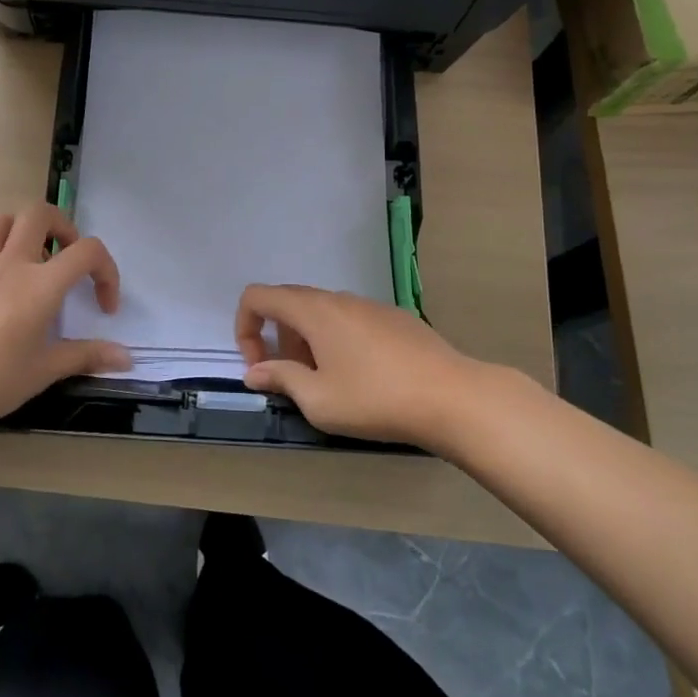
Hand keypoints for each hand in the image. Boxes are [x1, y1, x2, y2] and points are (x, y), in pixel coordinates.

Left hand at [0, 204, 128, 435]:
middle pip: (40, 213)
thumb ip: (87, 356)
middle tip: (68, 259)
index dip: (106, 272)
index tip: (103, 306)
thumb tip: (127, 359)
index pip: (87, 252)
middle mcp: (11, 264)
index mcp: (40, 285)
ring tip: (32, 257)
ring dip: (22, 228)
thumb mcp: (44, 371)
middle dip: (63, 227)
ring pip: (0, 219)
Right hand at [236, 285, 492, 448]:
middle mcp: (338, 298)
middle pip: (289, 303)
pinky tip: (363, 377)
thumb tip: (255, 371)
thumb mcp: (319, 400)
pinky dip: (337, 340)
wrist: (453, 397)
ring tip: (327, 383)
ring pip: (322, 313)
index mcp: (313, 311)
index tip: (259, 366)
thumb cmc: (376, 399)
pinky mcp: (394, 318)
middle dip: (277, 338)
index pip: (258, 296)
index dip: (244, 327)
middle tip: (292, 378)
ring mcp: (369, 305)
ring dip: (308, 341)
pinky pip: (350, 320)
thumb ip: (281, 379)